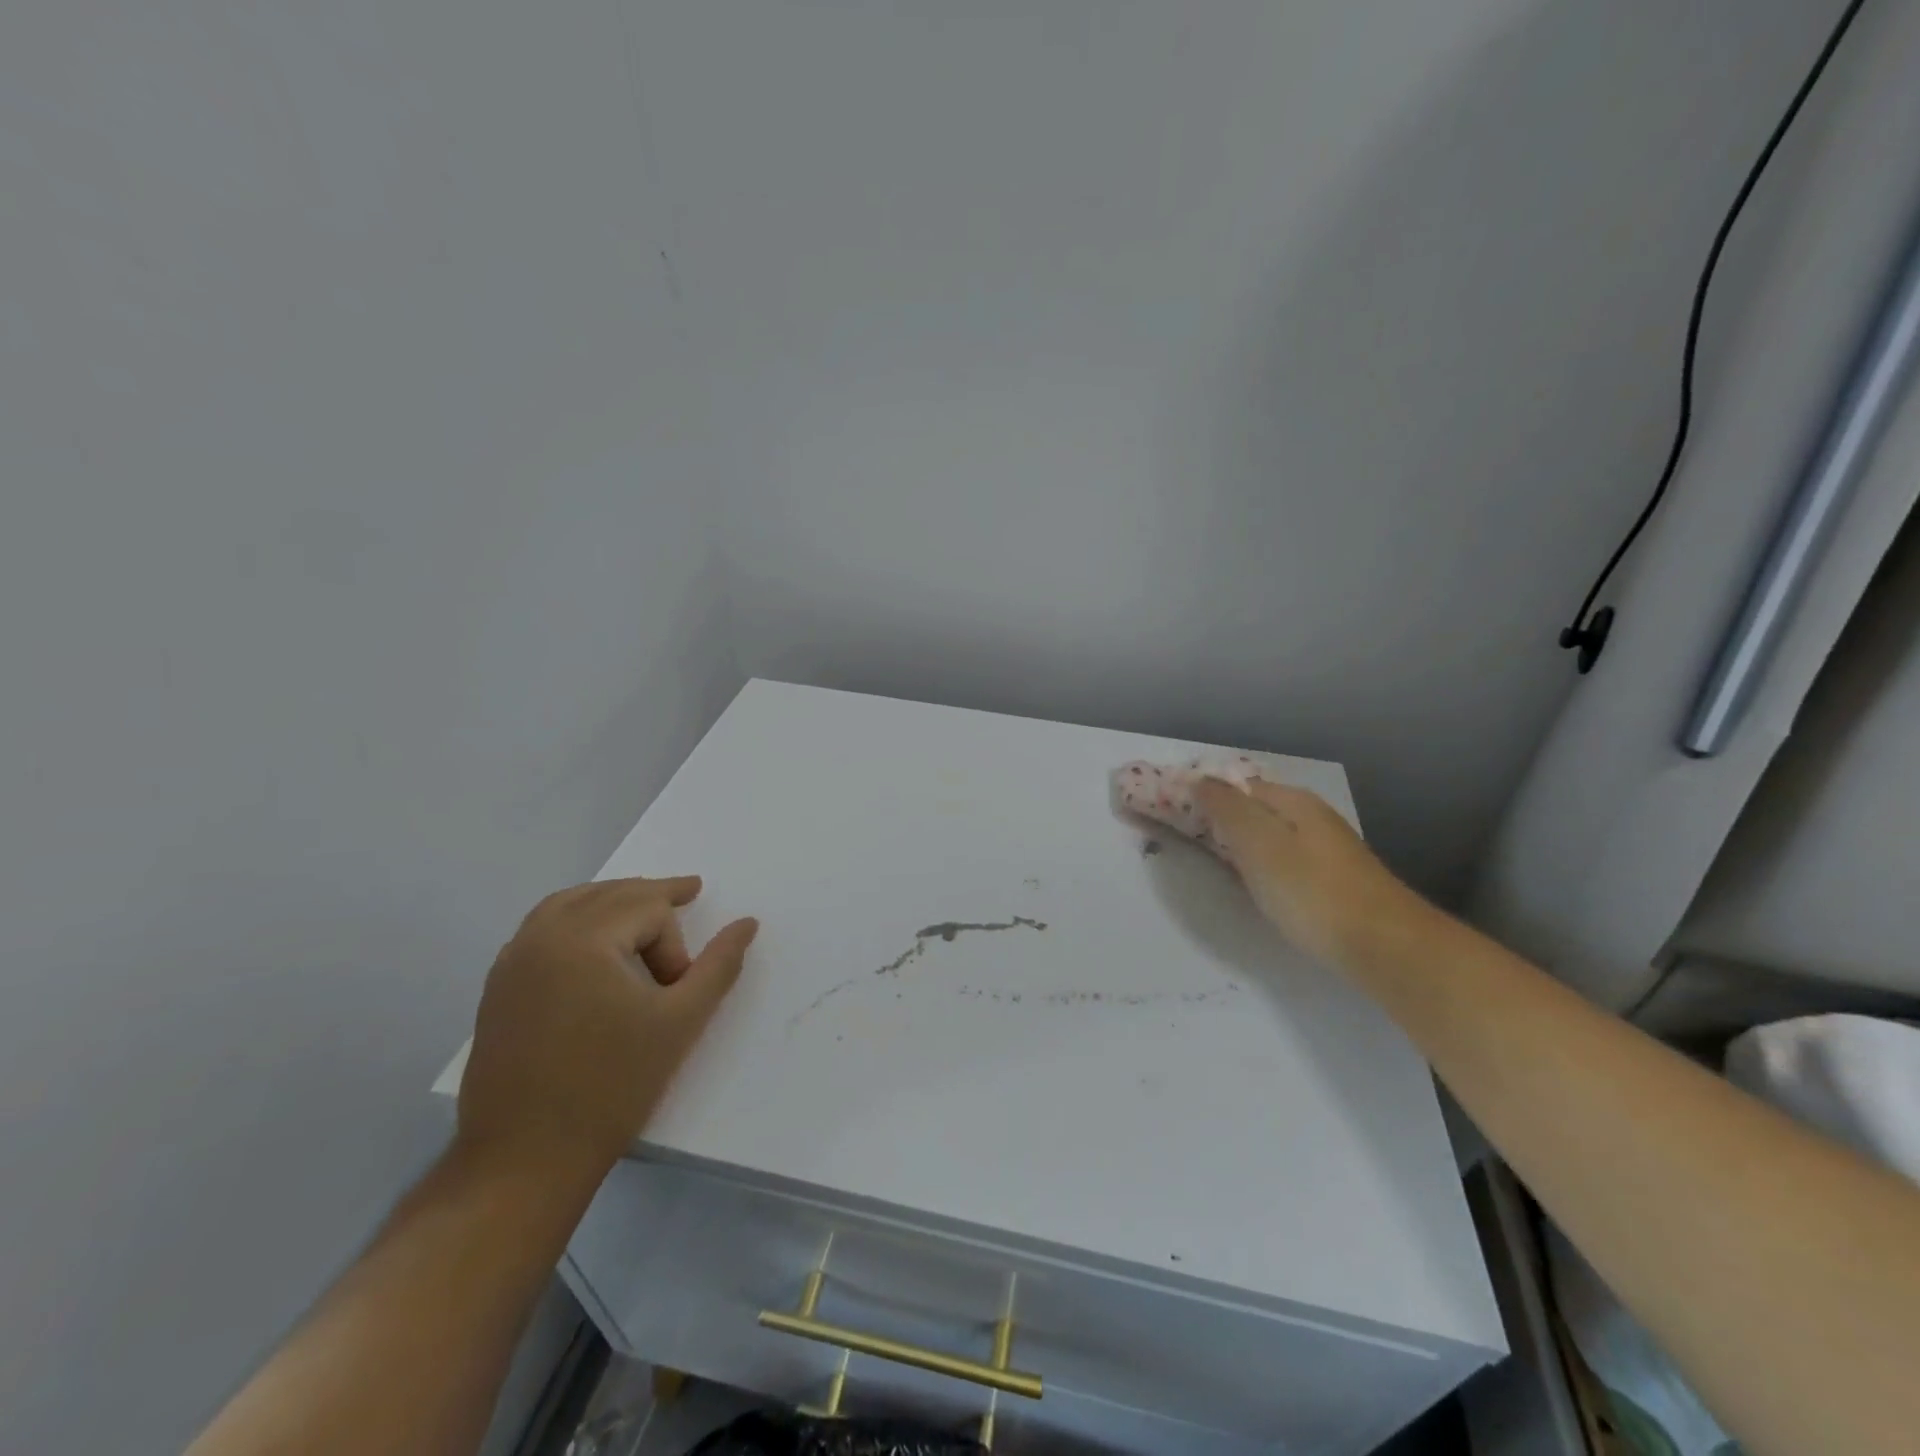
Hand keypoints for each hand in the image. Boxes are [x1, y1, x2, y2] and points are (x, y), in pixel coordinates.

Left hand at [456, 877, 757, 1180]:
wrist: (523, 1161)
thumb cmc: (611, 1087)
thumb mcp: (681, 1022)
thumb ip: (719, 965)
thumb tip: (748, 923)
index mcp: (583, 938)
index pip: (649, 910)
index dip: (675, 946)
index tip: (677, 993)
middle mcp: (541, 936)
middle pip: (610, 893)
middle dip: (652, 898)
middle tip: (688, 893)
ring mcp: (512, 960)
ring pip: (572, 902)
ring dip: (613, 900)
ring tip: (644, 911)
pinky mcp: (498, 987)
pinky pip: (542, 927)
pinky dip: (577, 919)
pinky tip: (594, 945)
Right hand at [1194, 778, 1416, 963]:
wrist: (1387, 949)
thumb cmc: (1312, 893)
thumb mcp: (1259, 845)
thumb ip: (1227, 810)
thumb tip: (1200, 780)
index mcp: (1293, 801)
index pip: (1236, 785)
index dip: (1204, 794)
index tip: (1169, 812)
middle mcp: (1312, 817)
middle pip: (1254, 808)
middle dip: (1220, 817)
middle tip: (1183, 838)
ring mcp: (1326, 849)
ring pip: (1269, 834)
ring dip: (1239, 841)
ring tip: (1211, 860)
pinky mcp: (1333, 880)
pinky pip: (1283, 859)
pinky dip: (1260, 863)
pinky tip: (1254, 883)